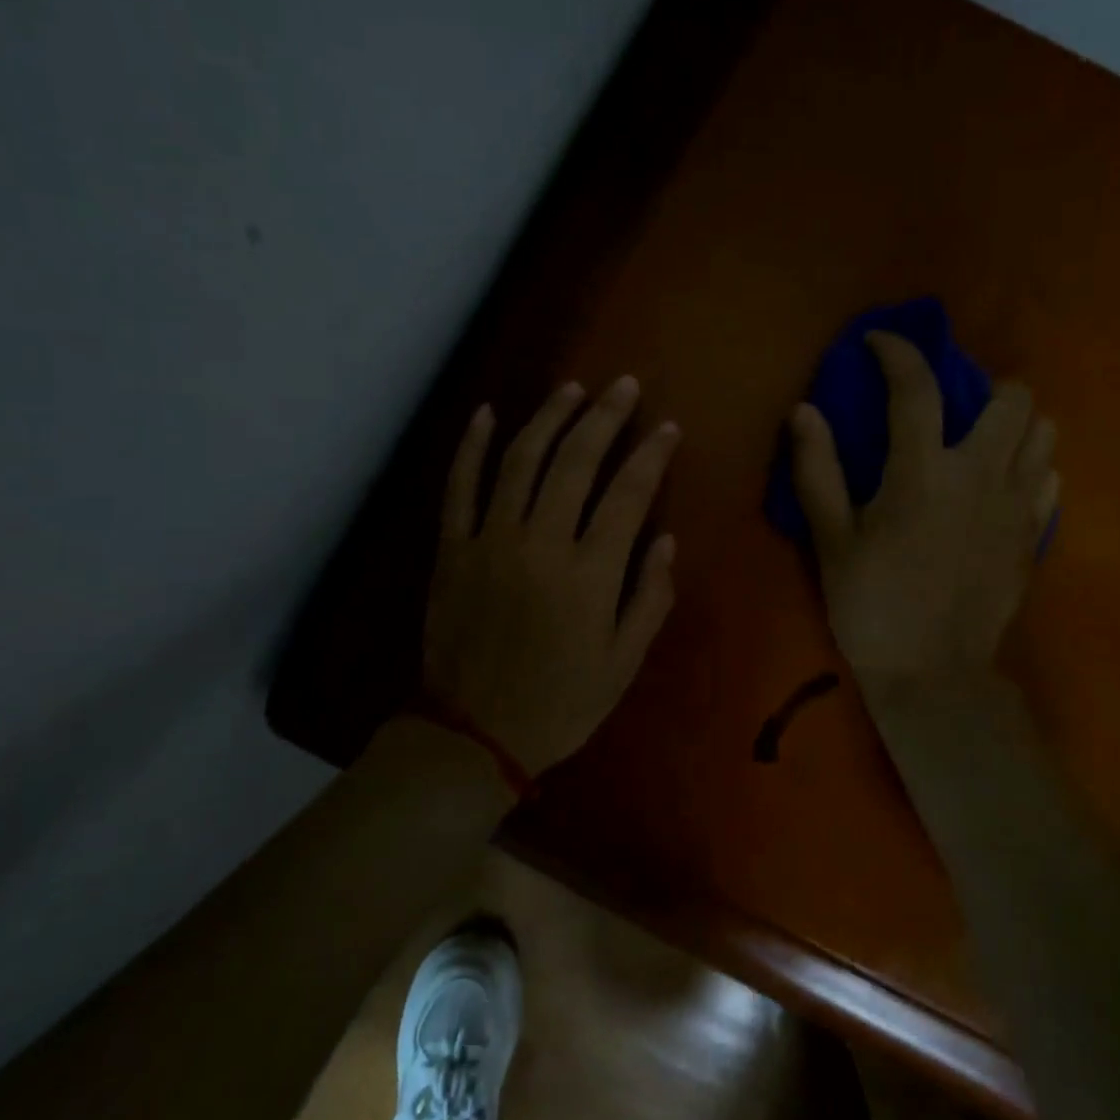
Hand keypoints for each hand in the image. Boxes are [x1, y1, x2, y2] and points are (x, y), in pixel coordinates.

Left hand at [422, 376, 679, 775]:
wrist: (472, 735)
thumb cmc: (559, 702)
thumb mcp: (623, 664)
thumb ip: (650, 599)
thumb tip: (667, 540)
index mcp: (588, 575)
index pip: (628, 495)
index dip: (651, 455)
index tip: (667, 427)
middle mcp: (540, 544)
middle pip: (575, 462)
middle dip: (604, 417)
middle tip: (623, 385)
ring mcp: (489, 541)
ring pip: (520, 461)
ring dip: (548, 418)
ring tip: (571, 389)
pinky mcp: (452, 549)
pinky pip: (459, 487)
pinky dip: (471, 447)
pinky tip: (487, 413)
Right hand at [788, 333, 1057, 697]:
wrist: (935, 676)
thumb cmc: (872, 606)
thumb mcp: (831, 539)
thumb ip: (818, 469)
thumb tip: (804, 410)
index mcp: (923, 472)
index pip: (916, 386)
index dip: (897, 352)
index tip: (878, 342)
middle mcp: (982, 475)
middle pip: (1012, 397)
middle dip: (979, 386)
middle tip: (947, 409)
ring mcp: (1018, 505)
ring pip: (1043, 432)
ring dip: (1011, 425)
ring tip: (977, 444)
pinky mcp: (1034, 535)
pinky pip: (1049, 478)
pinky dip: (1027, 468)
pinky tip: (996, 488)